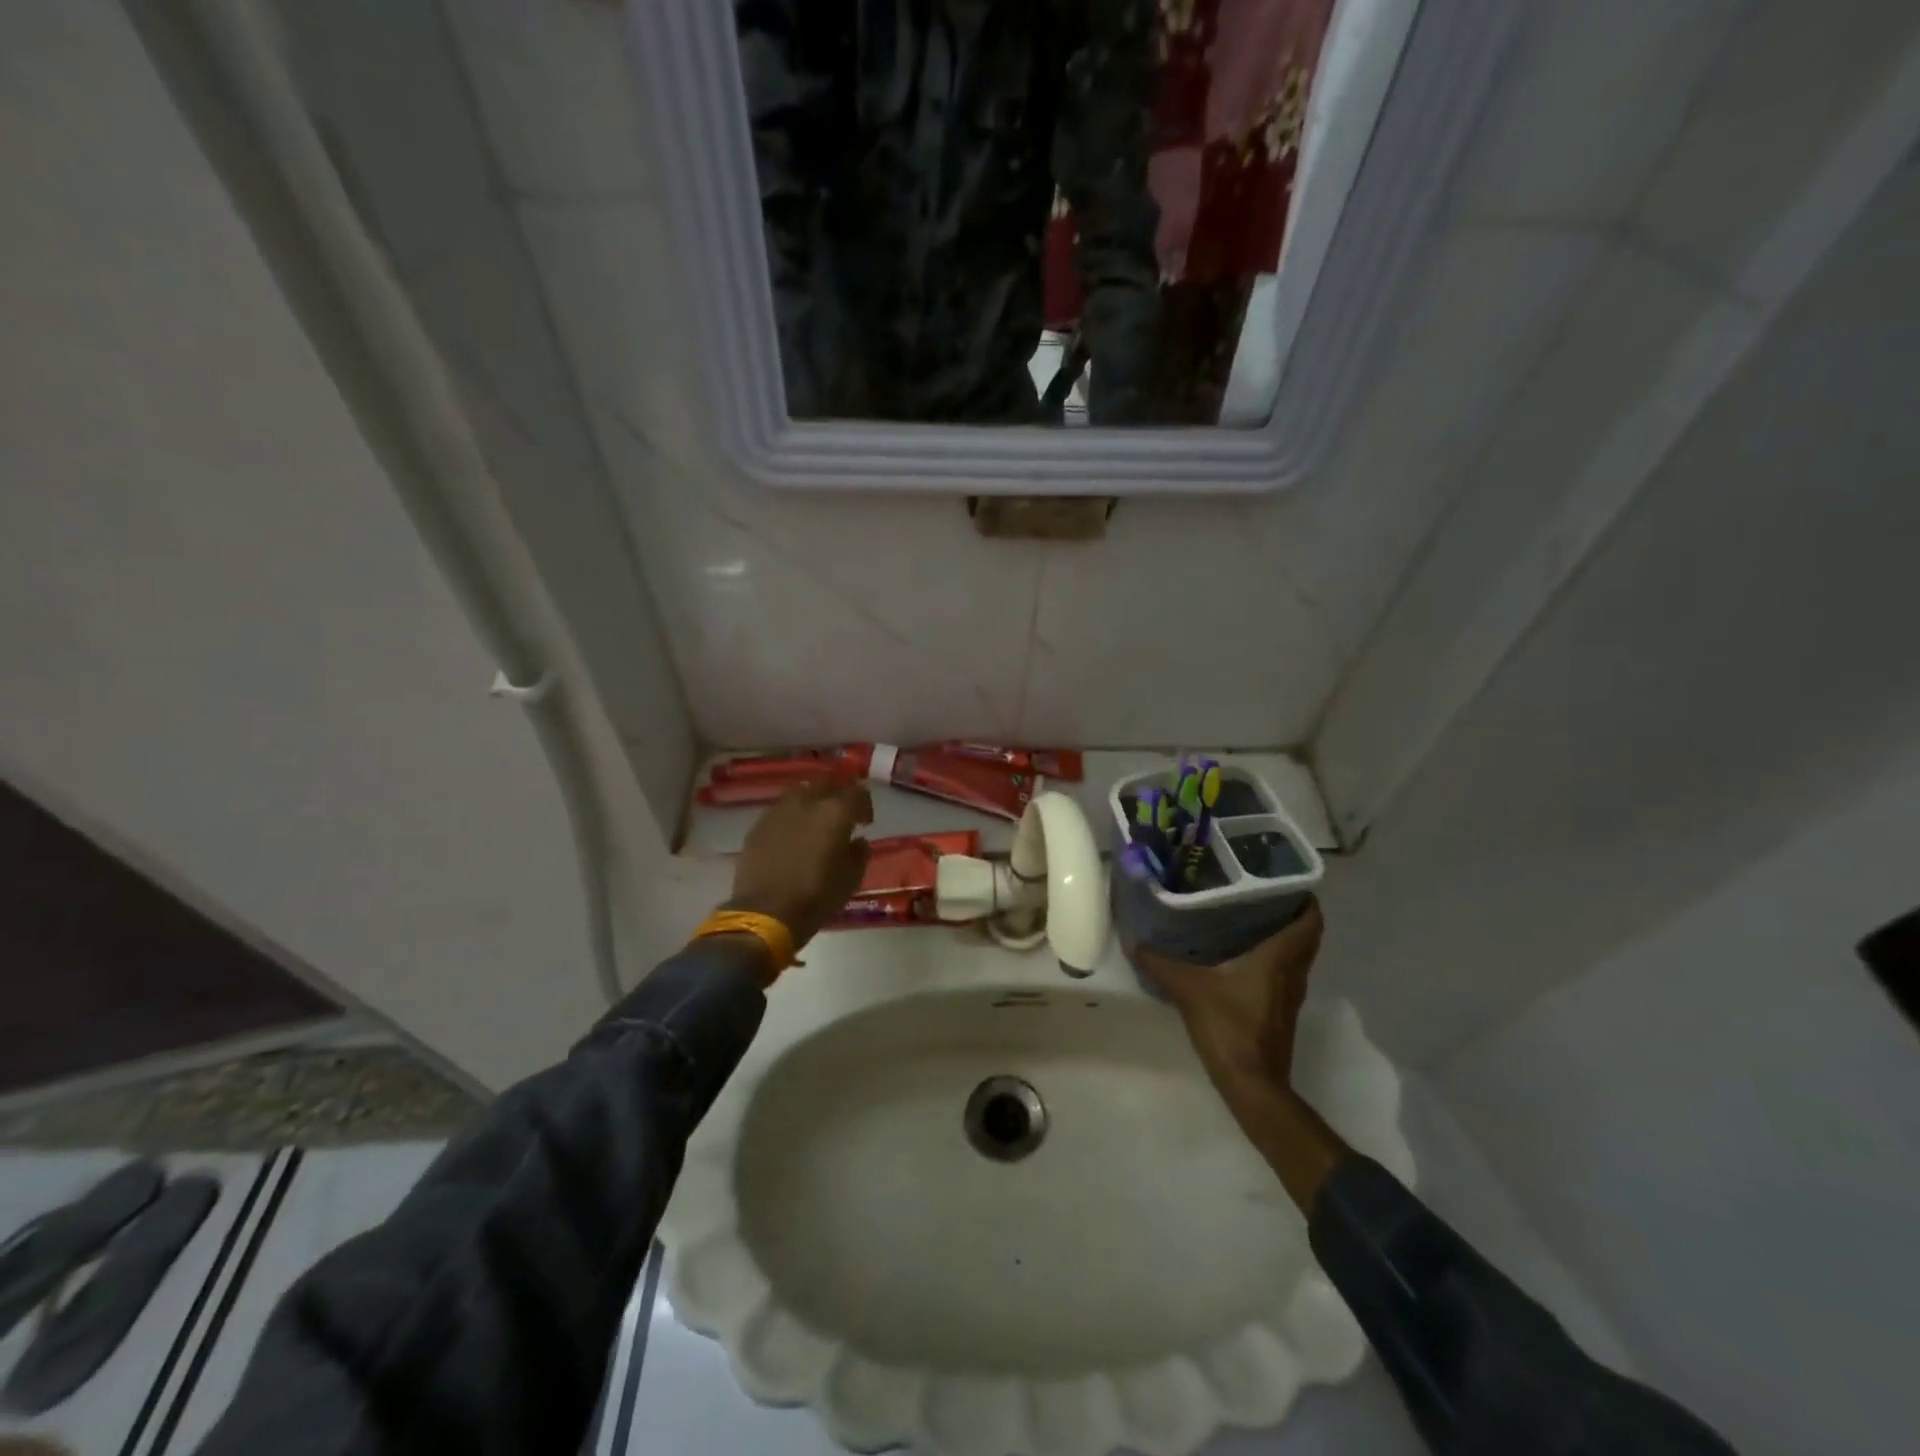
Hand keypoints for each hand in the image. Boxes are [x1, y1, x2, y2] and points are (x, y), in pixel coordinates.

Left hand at [727, 780, 873, 951]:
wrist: (765, 913)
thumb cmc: (816, 898)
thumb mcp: (851, 880)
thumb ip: (859, 854)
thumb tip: (858, 841)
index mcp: (835, 813)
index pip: (856, 792)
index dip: (864, 804)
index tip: (866, 821)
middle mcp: (807, 802)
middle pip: (826, 783)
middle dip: (836, 793)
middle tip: (841, 813)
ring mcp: (778, 811)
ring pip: (800, 793)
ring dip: (811, 802)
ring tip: (815, 821)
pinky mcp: (758, 825)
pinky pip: (780, 811)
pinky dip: (791, 817)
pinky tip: (792, 835)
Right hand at [1132, 900, 1323, 1082]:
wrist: (1252, 1084)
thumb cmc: (1229, 1027)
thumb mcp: (1188, 989)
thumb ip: (1159, 962)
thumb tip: (1132, 939)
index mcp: (1280, 957)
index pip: (1310, 919)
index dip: (1304, 896)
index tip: (1281, 876)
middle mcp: (1293, 971)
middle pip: (1305, 933)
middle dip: (1287, 909)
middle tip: (1254, 889)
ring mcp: (1290, 993)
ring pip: (1295, 953)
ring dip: (1279, 933)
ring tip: (1243, 913)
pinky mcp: (1280, 1008)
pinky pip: (1283, 970)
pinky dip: (1269, 955)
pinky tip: (1237, 952)